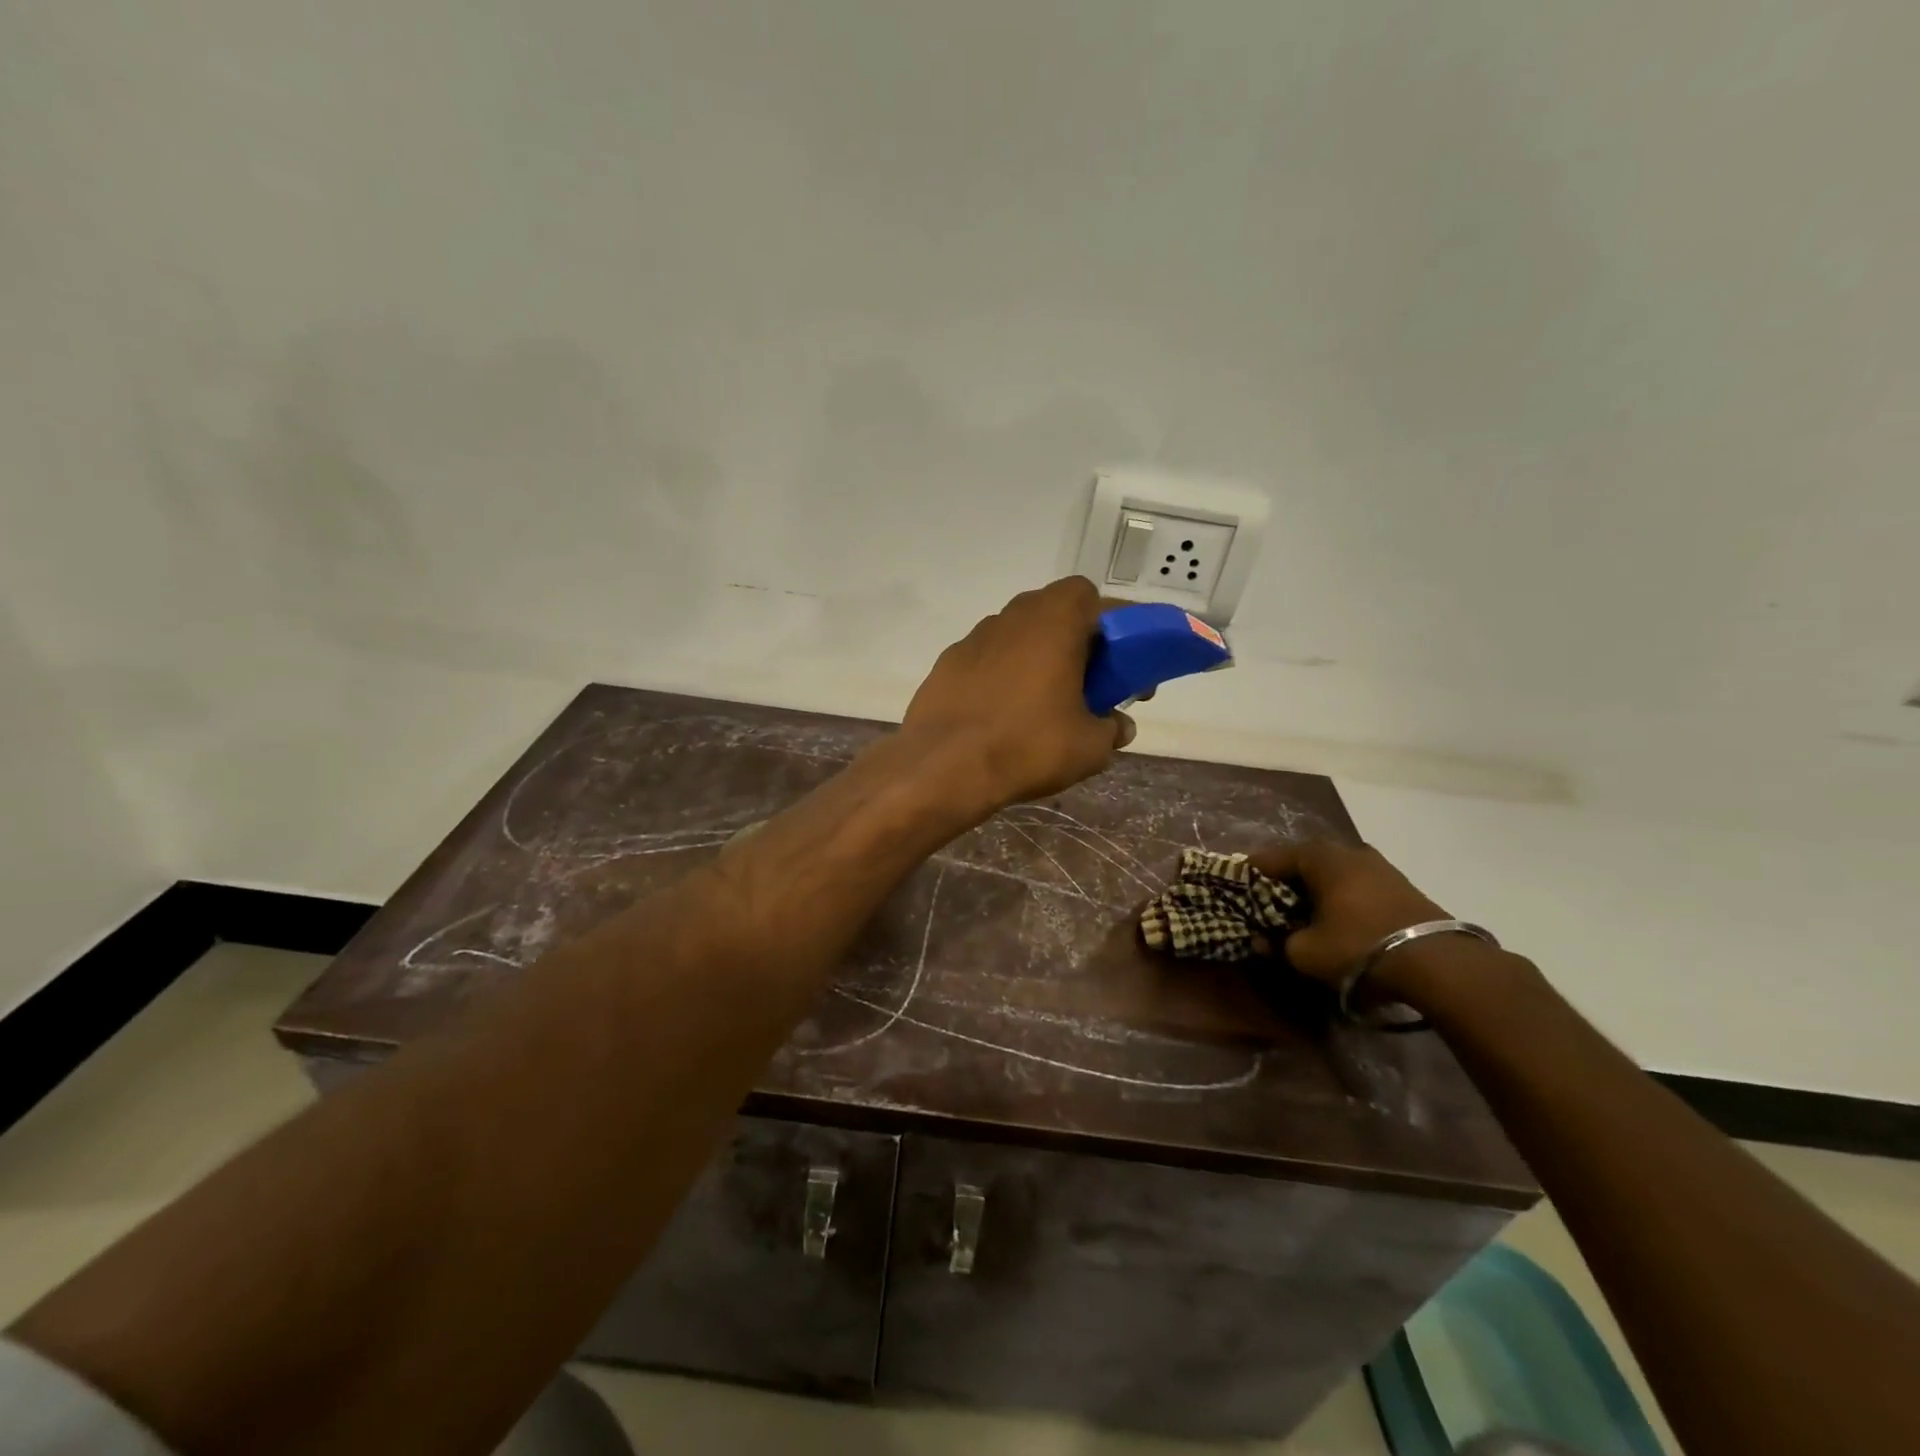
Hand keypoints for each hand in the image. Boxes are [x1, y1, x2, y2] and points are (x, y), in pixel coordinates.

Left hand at [902, 577, 1132, 809]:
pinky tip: (1001, 717)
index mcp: (1054, 619)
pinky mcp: (946, 664)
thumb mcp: (1090, 746)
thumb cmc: (1028, 745)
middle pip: (1053, 613)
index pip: (1090, 596)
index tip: (1118, 665)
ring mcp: (973, 638)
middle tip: (1086, 686)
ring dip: (1036, 659)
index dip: (1111, 626)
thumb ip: (1111, 728)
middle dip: (1075, 643)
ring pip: (1018, 636)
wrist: (944, 767)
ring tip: (1042, 707)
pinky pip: (987, 660)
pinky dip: (1002, 677)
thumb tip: (1118, 726)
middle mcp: (1012, 616)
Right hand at [1249, 841, 1447, 985]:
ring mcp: (1379, 866)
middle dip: (1283, 884)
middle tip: (1268, 907)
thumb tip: (1262, 940)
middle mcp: (1347, 850)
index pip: (1269, 859)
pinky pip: (1356, 886)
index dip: (1249, 876)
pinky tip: (1337, 921)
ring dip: (1315, 892)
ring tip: (1303, 917)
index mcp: (1318, 856)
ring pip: (1332, 875)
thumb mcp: (1305, 952)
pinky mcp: (1401, 886)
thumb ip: (1277, 943)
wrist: (1439, 963)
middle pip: (1302, 863)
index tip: (1236, 892)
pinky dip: (1340, 899)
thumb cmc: (1358, 946)